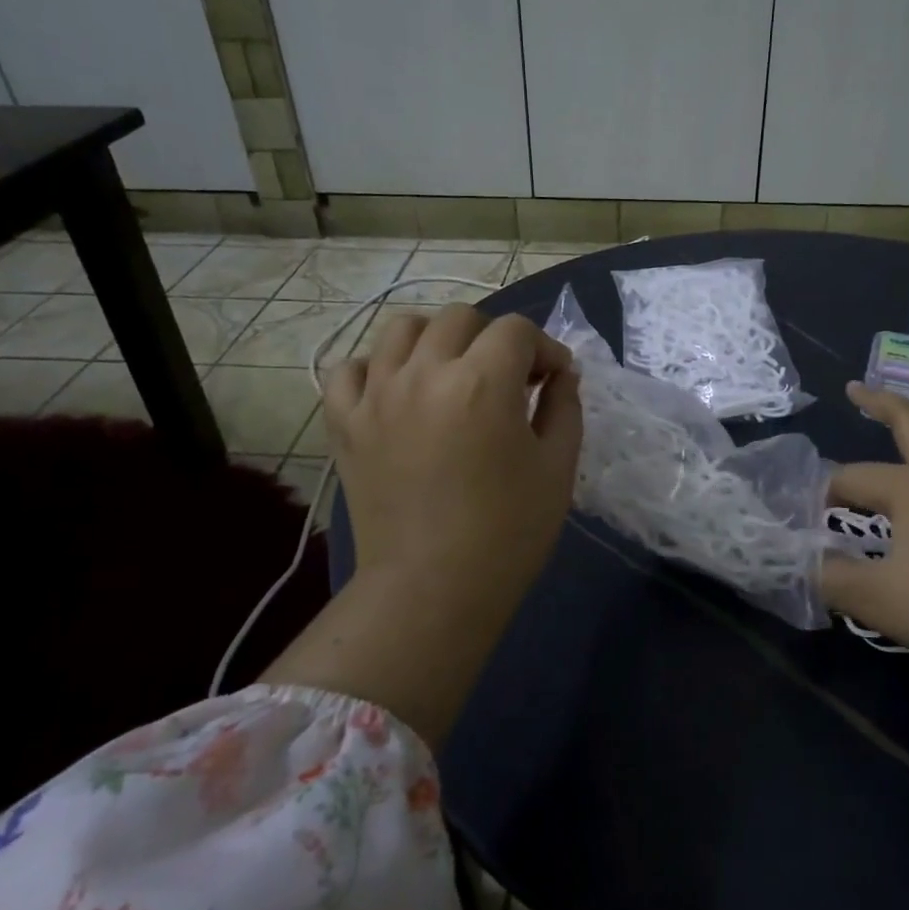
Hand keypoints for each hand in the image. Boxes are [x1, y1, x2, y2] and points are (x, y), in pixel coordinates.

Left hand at [327, 304, 583, 616]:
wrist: (432, 590)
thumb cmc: (507, 534)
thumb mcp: (557, 468)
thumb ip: (564, 407)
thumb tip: (560, 374)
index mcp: (482, 383)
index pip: (517, 331)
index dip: (544, 349)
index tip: (553, 381)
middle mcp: (424, 374)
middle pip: (460, 319)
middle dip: (494, 338)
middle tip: (507, 379)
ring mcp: (376, 396)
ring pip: (401, 329)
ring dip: (434, 339)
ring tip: (450, 374)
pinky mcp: (345, 423)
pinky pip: (349, 369)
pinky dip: (376, 368)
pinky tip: (398, 392)